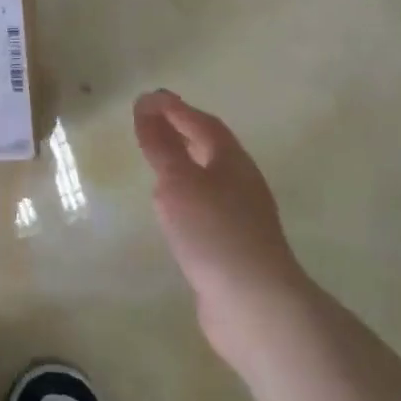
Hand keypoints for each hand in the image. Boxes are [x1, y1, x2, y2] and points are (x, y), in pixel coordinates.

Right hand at [133, 89, 306, 363]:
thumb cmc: (213, 231)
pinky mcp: (232, 244)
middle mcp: (240, 182)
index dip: (175, 108)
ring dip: (184, 162)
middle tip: (150, 122)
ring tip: (156, 161)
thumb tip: (148, 105)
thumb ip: (162, 145)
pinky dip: (185, 194)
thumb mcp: (178, 181)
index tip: (147, 98)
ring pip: (209, 177)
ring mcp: (240, 216)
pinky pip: (206, 205)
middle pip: (210, 148)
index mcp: (231, 161)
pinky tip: (171, 208)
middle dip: (182, 131)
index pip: (202, 123)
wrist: (253, 302)